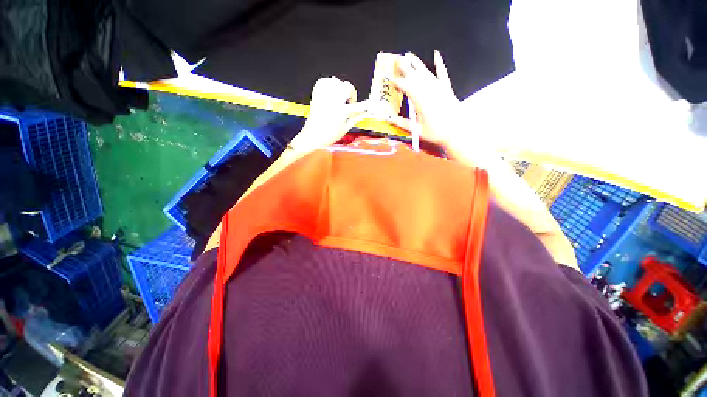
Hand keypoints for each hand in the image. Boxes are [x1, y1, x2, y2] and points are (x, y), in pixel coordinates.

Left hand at [290, 77, 370, 153]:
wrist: (312, 136)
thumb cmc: (330, 135)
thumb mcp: (345, 129)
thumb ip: (356, 118)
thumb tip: (365, 112)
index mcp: (341, 112)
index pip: (358, 105)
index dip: (367, 104)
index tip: (372, 103)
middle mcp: (332, 101)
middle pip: (346, 87)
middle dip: (350, 94)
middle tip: (347, 103)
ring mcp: (323, 96)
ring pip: (336, 81)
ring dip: (340, 88)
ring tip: (338, 98)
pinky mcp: (316, 93)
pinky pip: (325, 81)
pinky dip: (329, 84)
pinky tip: (330, 93)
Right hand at [388, 51, 462, 147]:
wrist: (457, 132)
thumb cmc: (436, 133)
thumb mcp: (416, 130)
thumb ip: (402, 123)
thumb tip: (389, 119)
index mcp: (420, 100)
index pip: (405, 86)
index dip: (396, 81)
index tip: (389, 78)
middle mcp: (429, 90)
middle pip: (414, 75)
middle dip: (404, 67)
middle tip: (396, 59)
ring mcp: (439, 88)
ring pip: (425, 72)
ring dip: (416, 63)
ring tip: (408, 55)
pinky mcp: (447, 88)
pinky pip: (442, 73)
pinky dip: (439, 63)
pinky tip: (436, 54)